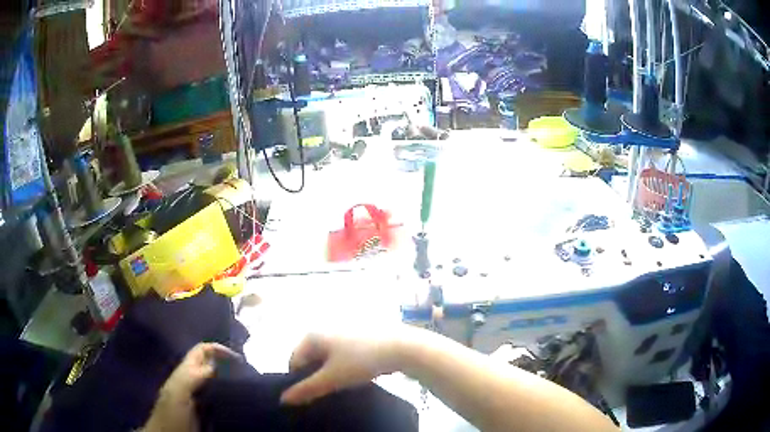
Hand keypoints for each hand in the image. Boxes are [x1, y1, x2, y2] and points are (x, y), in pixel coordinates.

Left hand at [143, 343, 238, 431]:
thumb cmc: (171, 414)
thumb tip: (216, 365)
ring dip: (229, 381)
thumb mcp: (178, 393)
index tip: (240, 360)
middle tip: (247, 373)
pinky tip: (238, 403)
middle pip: (210, 364)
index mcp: (185, 372)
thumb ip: (192, 376)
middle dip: (227, 364)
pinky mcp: (204, 411)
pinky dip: (229, 397)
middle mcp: (191, 380)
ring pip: (215, 381)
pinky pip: (218, 398)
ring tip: (247, 387)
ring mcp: (198, 396)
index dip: (218, 349)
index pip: (202, 350)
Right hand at [280, 327, 412, 405]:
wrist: (403, 347)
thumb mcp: (331, 379)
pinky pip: (344, 353)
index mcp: (313, 334)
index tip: (312, 395)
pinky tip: (358, 374)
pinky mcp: (361, 334)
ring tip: (344, 385)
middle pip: (311, 358)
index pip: (294, 360)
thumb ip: (306, 390)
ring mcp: (344, 330)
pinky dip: (346, 365)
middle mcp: (325, 328)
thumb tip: (283, 400)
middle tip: (329, 390)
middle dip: (316, 376)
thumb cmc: (361, 361)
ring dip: (332, 372)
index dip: (299, 380)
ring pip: (329, 357)